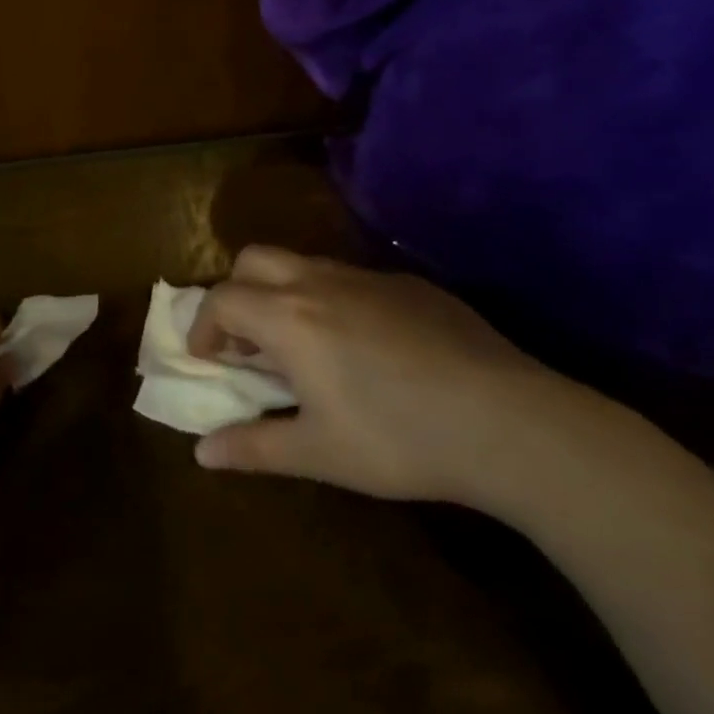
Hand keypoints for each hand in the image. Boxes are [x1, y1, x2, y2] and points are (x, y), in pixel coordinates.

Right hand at [187, 246, 591, 506]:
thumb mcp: (318, 453)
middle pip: (253, 259)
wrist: (511, 423)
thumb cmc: (399, 439)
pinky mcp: (412, 286)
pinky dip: (334, 299)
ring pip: (304, 263)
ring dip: (284, 292)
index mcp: (287, 317)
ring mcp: (369, 278)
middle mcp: (319, 283)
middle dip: (237, 291)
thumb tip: (202, 454)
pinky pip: (353, 279)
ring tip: (304, 344)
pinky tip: (367, 347)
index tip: (208, 359)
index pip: (221, 299)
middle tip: (249, 340)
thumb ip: (253, 447)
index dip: (203, 326)